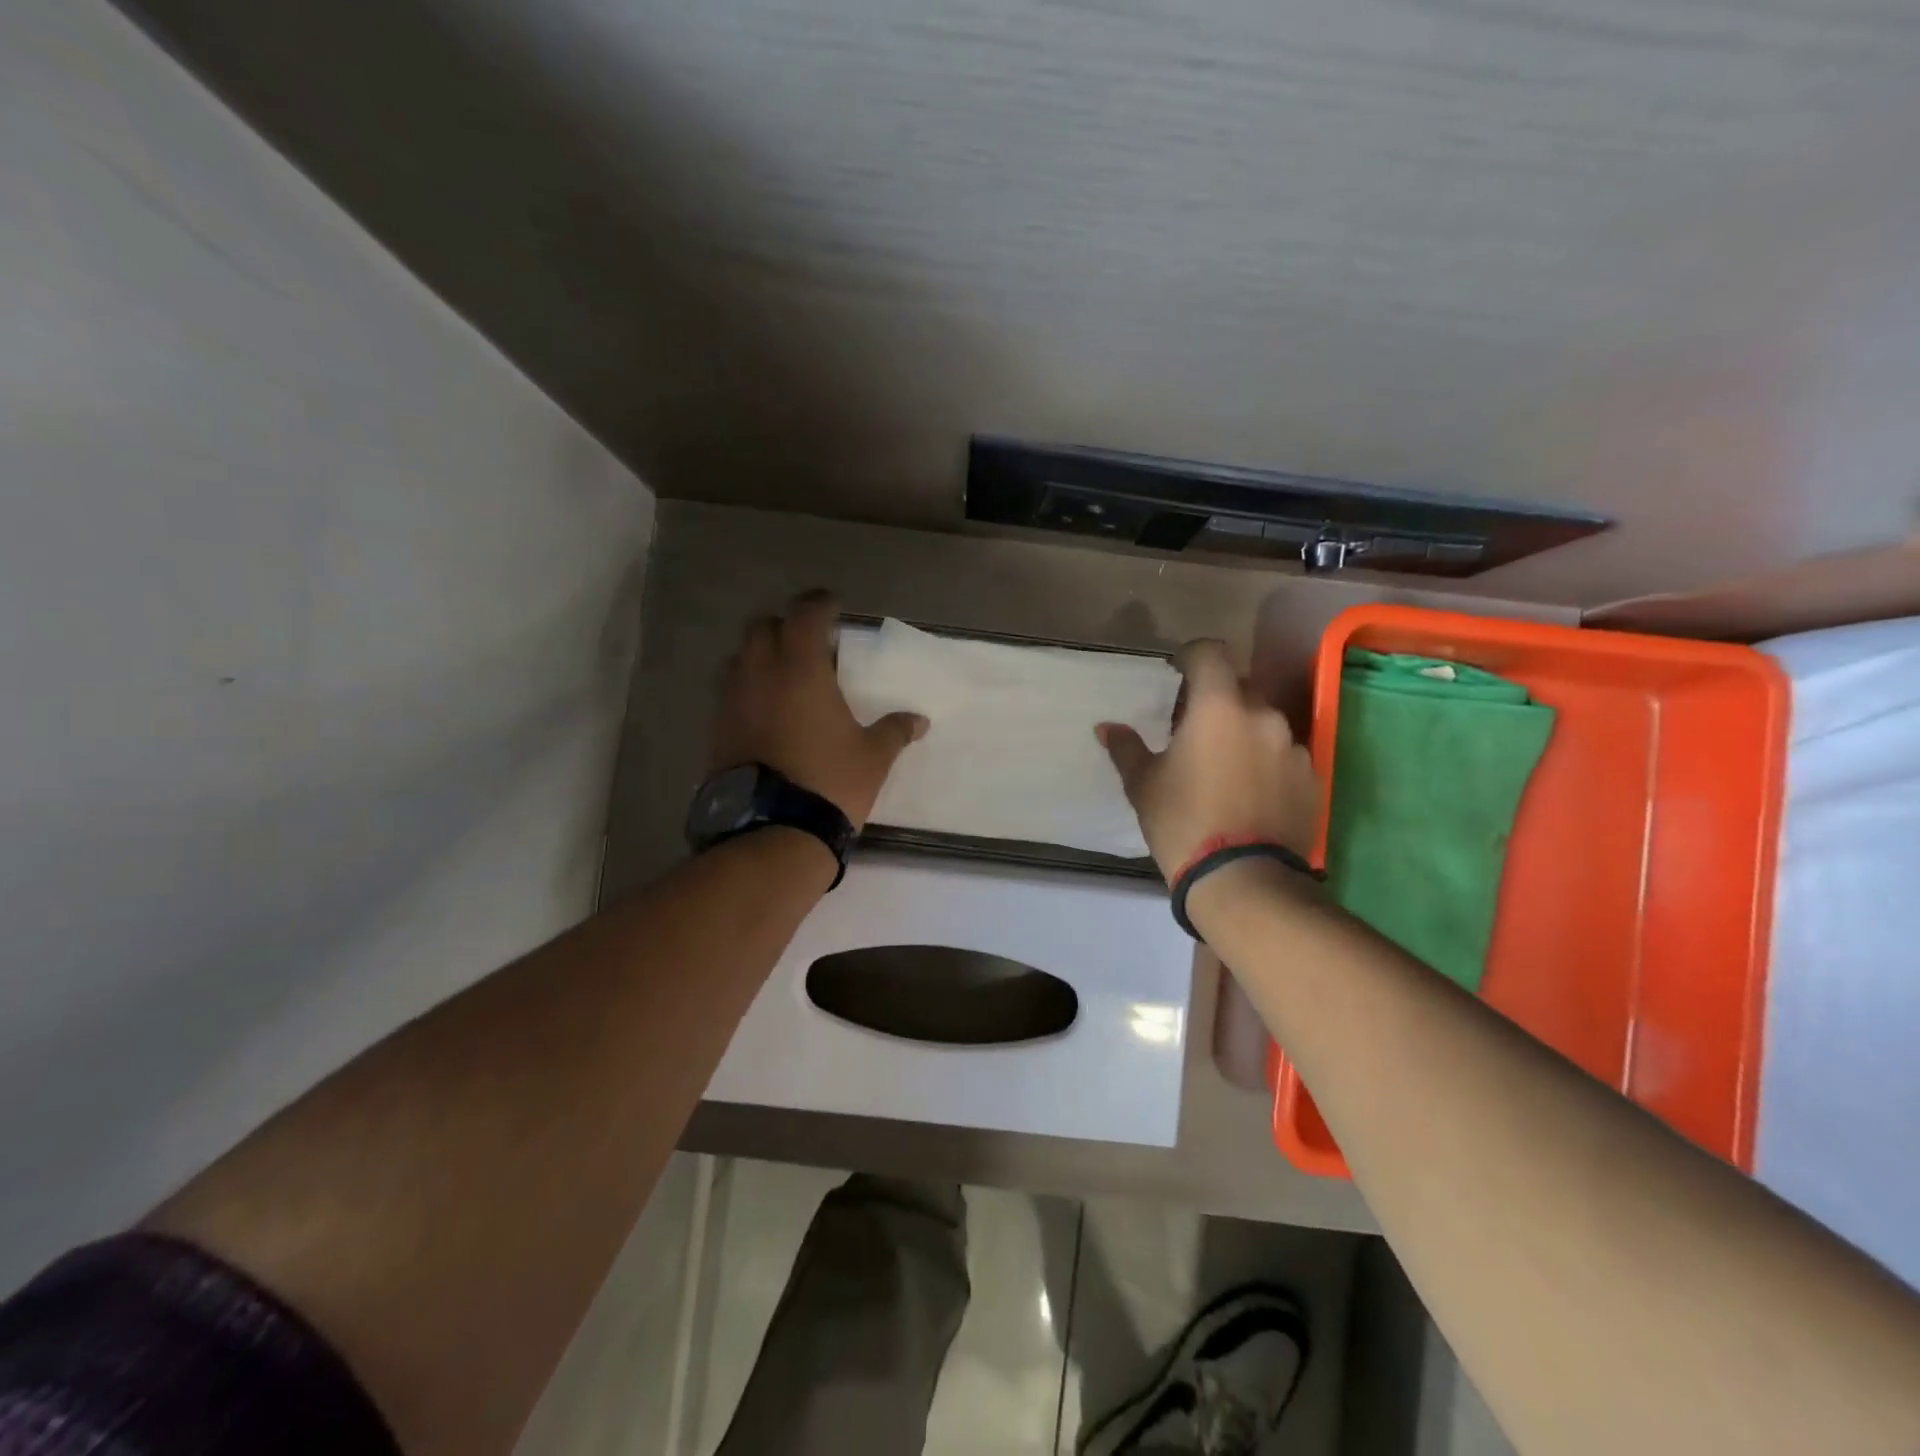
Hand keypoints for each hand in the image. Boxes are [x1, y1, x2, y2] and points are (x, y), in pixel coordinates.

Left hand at [711, 590, 928, 828]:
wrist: (774, 831)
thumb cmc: (831, 783)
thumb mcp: (873, 757)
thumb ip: (895, 731)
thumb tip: (919, 720)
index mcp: (801, 670)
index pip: (805, 615)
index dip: (820, 604)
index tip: (834, 606)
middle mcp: (760, 675)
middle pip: (762, 627)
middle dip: (785, 625)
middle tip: (808, 642)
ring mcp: (732, 701)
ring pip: (739, 658)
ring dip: (760, 655)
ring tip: (784, 675)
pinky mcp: (717, 729)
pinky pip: (729, 692)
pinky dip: (747, 687)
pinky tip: (766, 710)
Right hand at [1096, 639, 1320, 882]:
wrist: (1242, 880)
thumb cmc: (1182, 822)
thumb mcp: (1143, 785)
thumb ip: (1126, 748)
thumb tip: (1106, 727)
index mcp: (1218, 707)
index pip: (1211, 652)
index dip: (1192, 656)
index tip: (1177, 674)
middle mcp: (1262, 715)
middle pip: (1239, 687)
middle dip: (1217, 699)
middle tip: (1194, 729)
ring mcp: (1293, 747)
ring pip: (1264, 722)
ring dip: (1243, 731)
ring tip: (1225, 766)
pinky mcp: (1311, 778)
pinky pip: (1284, 754)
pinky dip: (1266, 761)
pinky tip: (1250, 792)